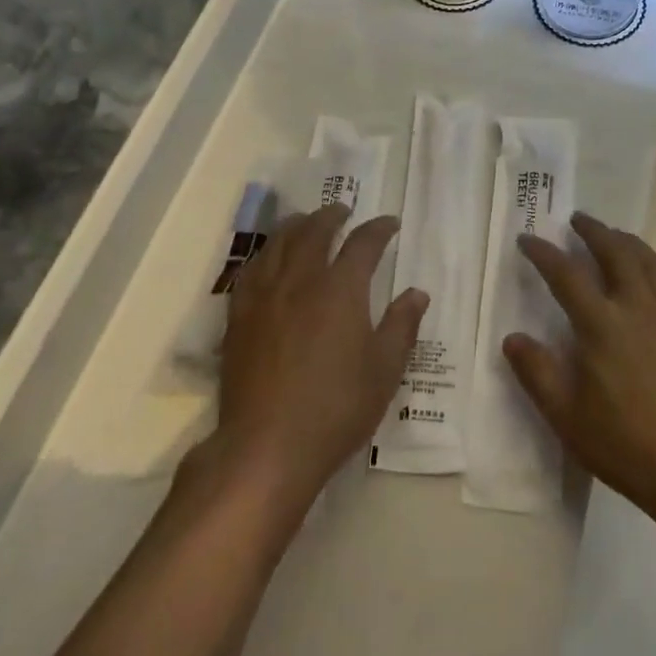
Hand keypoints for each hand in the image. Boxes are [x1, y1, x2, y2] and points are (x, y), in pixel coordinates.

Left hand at [216, 204, 427, 507]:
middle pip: (314, 231)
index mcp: (341, 289)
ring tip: (305, 222)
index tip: (390, 223)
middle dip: (332, 215)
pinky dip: (266, 254)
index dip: (379, 228)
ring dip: (296, 225)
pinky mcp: (239, 316)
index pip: (363, 243)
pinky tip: (269, 260)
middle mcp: (300, 280)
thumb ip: (401, 326)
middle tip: (343, 210)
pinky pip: (251, 269)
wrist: (268, 445)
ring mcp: (264, 296)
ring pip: (278, 243)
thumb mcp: (384, 370)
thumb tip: (416, 293)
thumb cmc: (336, 408)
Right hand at [507, 213, 655, 531]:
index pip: (566, 273)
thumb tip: (512, 338)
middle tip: (577, 219)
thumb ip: (536, 373)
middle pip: (614, 251)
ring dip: (625, 240)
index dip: (543, 252)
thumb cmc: (626, 443)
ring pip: (648, 260)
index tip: (528, 238)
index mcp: (602, 324)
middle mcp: (638, 306)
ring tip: (612, 235)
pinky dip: (654, 268)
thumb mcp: (566, 416)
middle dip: (593, 230)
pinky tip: (651, 276)